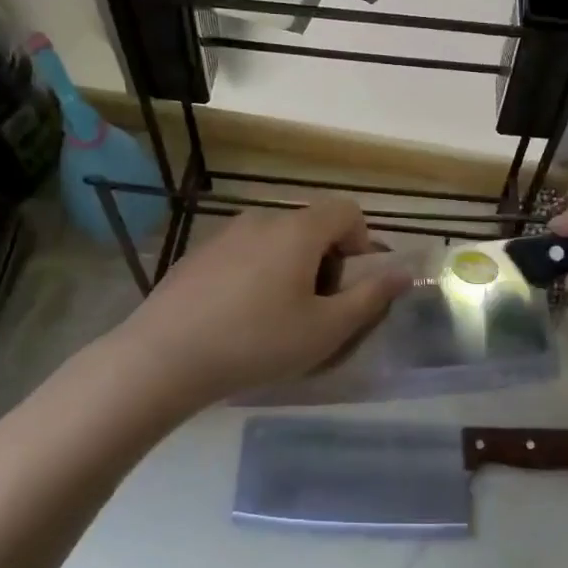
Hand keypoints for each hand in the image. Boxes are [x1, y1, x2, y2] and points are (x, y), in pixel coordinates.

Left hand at [104, 199, 408, 410]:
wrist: (164, 356)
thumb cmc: (257, 342)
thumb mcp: (325, 329)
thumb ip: (370, 298)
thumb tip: (403, 273)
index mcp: (298, 229)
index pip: (347, 210)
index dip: (361, 243)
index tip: (350, 285)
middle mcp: (262, 219)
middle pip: (312, 225)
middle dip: (327, 260)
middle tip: (317, 309)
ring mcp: (225, 233)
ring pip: (277, 241)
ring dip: (291, 268)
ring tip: (277, 317)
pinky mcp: (198, 254)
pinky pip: (245, 253)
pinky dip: (257, 274)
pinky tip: (239, 318)